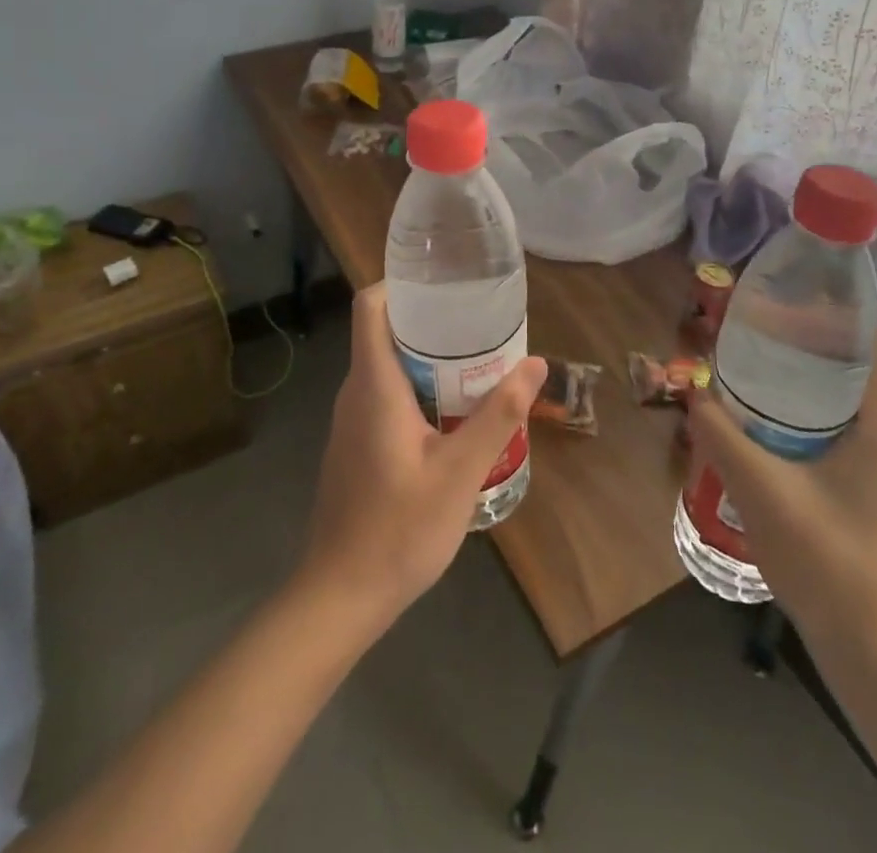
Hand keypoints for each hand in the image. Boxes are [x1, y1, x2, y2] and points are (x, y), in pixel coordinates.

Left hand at [298, 284, 544, 628]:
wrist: (340, 596)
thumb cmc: (398, 529)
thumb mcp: (460, 472)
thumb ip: (498, 415)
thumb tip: (536, 363)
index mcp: (374, 385)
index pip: (370, 307)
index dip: (399, 282)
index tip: (443, 280)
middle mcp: (356, 392)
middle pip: (385, 332)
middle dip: (430, 319)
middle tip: (480, 321)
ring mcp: (352, 421)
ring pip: (388, 366)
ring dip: (428, 356)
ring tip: (477, 360)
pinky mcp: (357, 444)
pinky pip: (386, 395)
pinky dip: (419, 387)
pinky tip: (454, 411)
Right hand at [689, 327, 876, 637]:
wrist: (870, 644)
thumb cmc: (826, 557)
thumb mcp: (760, 487)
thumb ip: (720, 433)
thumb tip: (691, 390)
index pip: (870, 338)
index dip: (830, 312)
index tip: (780, 301)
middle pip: (854, 360)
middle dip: (806, 339)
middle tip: (752, 328)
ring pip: (845, 392)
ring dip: (803, 374)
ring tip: (752, 362)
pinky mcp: (870, 480)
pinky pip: (840, 421)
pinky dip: (806, 405)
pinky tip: (765, 414)